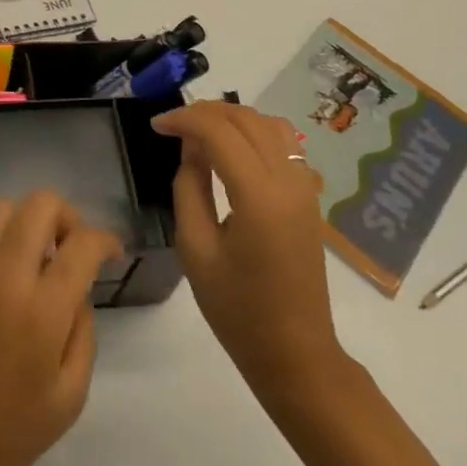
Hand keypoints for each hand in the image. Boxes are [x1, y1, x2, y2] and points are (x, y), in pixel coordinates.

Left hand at [0, 192, 121, 465]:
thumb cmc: (11, 431)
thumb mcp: (71, 395)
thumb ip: (83, 332)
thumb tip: (78, 290)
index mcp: (43, 310)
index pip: (82, 244)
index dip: (105, 240)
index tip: (112, 253)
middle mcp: (7, 276)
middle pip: (42, 204)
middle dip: (67, 218)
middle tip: (71, 250)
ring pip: (3, 205)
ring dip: (26, 220)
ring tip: (34, 255)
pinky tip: (0, 265)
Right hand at [153, 101, 340, 394]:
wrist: (296, 353)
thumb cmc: (238, 309)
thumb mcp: (196, 250)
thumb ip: (189, 188)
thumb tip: (191, 148)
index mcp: (258, 195)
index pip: (219, 131)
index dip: (184, 119)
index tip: (156, 126)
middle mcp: (287, 179)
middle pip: (246, 119)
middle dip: (206, 112)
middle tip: (174, 126)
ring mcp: (304, 185)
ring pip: (269, 123)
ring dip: (233, 117)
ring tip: (201, 132)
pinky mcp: (309, 195)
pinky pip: (284, 142)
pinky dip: (255, 131)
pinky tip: (233, 148)